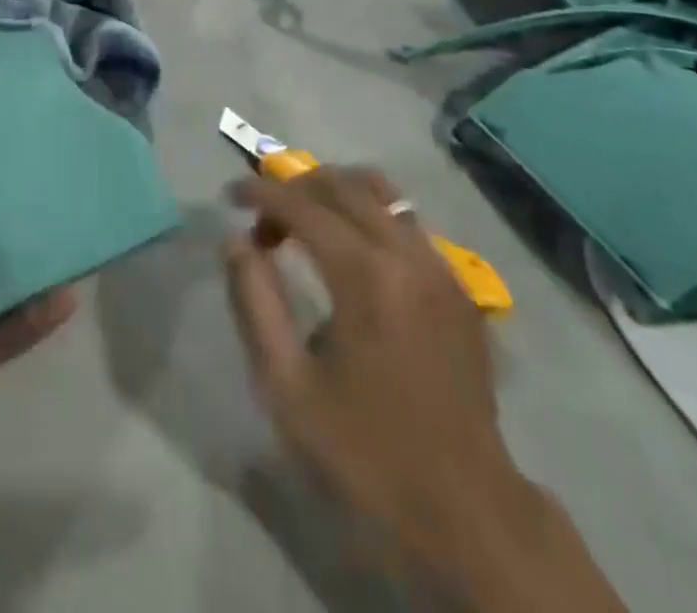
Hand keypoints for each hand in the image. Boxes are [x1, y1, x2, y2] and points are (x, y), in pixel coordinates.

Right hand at [223, 168, 623, 610]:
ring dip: (334, 191)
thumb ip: (254, 303)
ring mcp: (439, 266)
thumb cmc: (365, 451)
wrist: (466, 512)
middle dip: (293, 189)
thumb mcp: (287, 387)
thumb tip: (236, 241)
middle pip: (341, 185)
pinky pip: (406, 219)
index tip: (229, 197)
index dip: (260, 193)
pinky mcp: (457, 285)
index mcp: (364, 275)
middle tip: (263, 221)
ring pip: (381, 191)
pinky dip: (369, 212)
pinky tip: (352, 249)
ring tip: (305, 220)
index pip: (301, 205)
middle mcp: (406, 253)